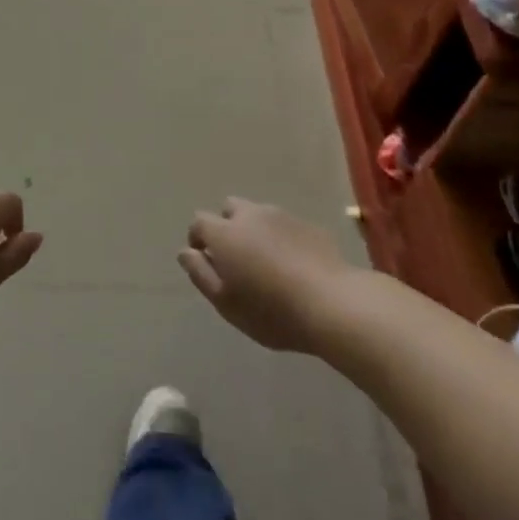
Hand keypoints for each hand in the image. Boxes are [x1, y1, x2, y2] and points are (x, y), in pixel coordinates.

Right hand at [178, 197, 349, 352]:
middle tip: (236, 258)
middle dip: (227, 226)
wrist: (333, 304)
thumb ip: (200, 274)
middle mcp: (251, 216)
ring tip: (266, 262)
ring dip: (255, 230)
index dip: (198, 238)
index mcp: (225, 233)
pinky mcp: (309, 225)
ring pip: (259, 215)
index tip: (205, 260)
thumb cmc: (271, 310)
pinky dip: (281, 238)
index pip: (199, 222)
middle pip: (230, 208)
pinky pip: (285, 226)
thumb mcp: (226, 303)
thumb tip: (185, 252)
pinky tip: (293, 264)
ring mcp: (282, 217)